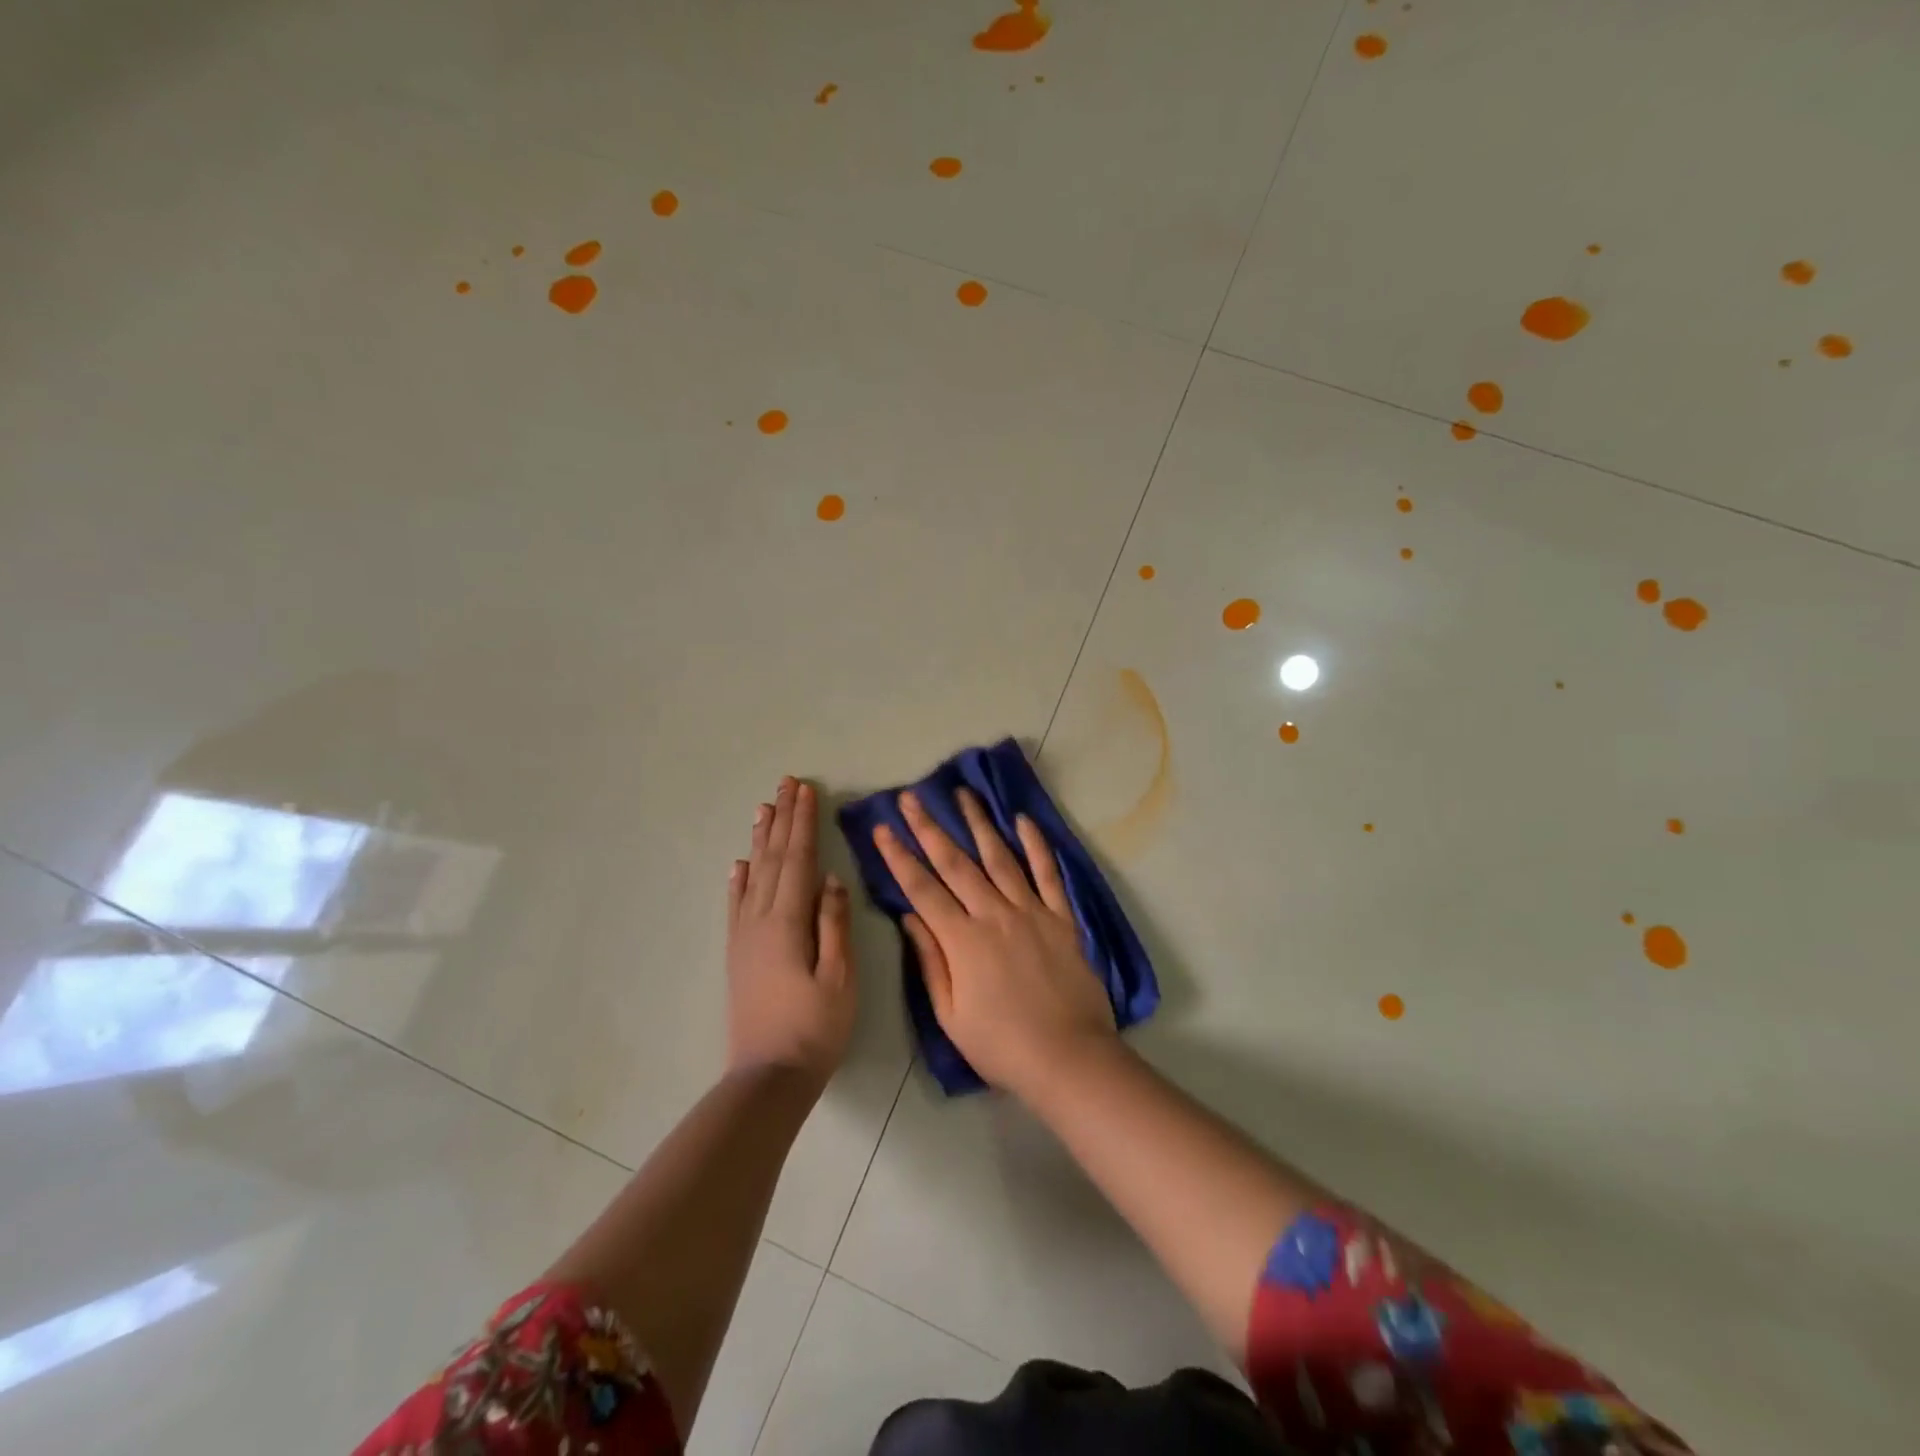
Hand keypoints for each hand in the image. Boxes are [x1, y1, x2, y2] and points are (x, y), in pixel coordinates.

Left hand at [726, 778, 856, 1088]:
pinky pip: (736, 905)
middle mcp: (760, 920)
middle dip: (782, 819)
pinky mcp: (738, 953)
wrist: (768, 1076)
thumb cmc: (814, 1027)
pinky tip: (739, 865)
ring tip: (763, 808)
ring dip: (760, 839)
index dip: (803, 823)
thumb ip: (833, 924)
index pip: (798, 859)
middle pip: (773, 858)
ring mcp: (744, 936)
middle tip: (786, 784)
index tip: (806, 790)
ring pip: (753, 875)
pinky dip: (738, 880)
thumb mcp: (839, 977)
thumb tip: (829, 878)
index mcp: (788, 922)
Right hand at [873, 788, 1116, 1098]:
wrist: (1069, 1058)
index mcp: (963, 940)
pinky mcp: (1062, 918)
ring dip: (979, 823)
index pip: (923, 889)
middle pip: (955, 863)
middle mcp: (994, 914)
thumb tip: (910, 917)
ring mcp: (1031, 912)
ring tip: (963, 793)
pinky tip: (1023, 820)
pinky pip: (1049, 874)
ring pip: (1000, 857)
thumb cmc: (1002, 1046)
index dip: (900, 857)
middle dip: (930, 827)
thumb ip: (931, 962)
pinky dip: (1036, 845)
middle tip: (911, 797)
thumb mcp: (951, 1016)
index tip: (883, 828)